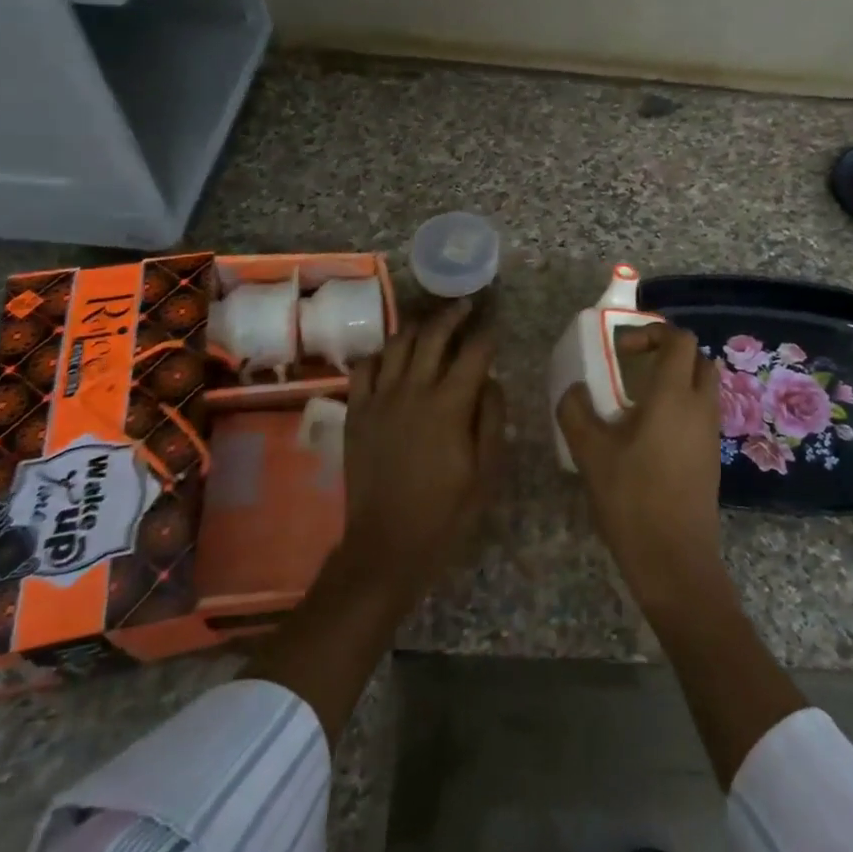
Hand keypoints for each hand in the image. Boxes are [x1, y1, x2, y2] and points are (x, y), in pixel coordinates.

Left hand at [336, 300, 504, 603]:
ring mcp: (380, 399)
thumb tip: (491, 380)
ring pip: (398, 343)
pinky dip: (380, 354)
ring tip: (431, 322)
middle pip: (434, 335)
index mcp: (450, 405)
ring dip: (418, 326)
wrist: (387, 544)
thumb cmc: (447, 511)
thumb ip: (492, 417)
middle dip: (453, 315)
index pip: (474, 352)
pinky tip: (392, 357)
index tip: (496, 323)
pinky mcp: (356, 412)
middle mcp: (414, 390)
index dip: (488, 333)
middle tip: (466, 307)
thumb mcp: (487, 470)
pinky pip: (364, 368)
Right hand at [556, 323, 728, 613]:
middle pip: (698, 359)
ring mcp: (710, 433)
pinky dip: (680, 408)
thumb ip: (576, 411)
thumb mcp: (590, 453)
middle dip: (668, 354)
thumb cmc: (632, 499)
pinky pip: (700, 414)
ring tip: (635, 404)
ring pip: (702, 388)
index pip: (680, 339)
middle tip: (633, 369)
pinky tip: (647, 436)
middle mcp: (700, 407)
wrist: (675, 559)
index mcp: (674, 396)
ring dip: (674, 382)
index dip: (652, 333)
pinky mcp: (711, 457)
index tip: (622, 351)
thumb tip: (574, 389)